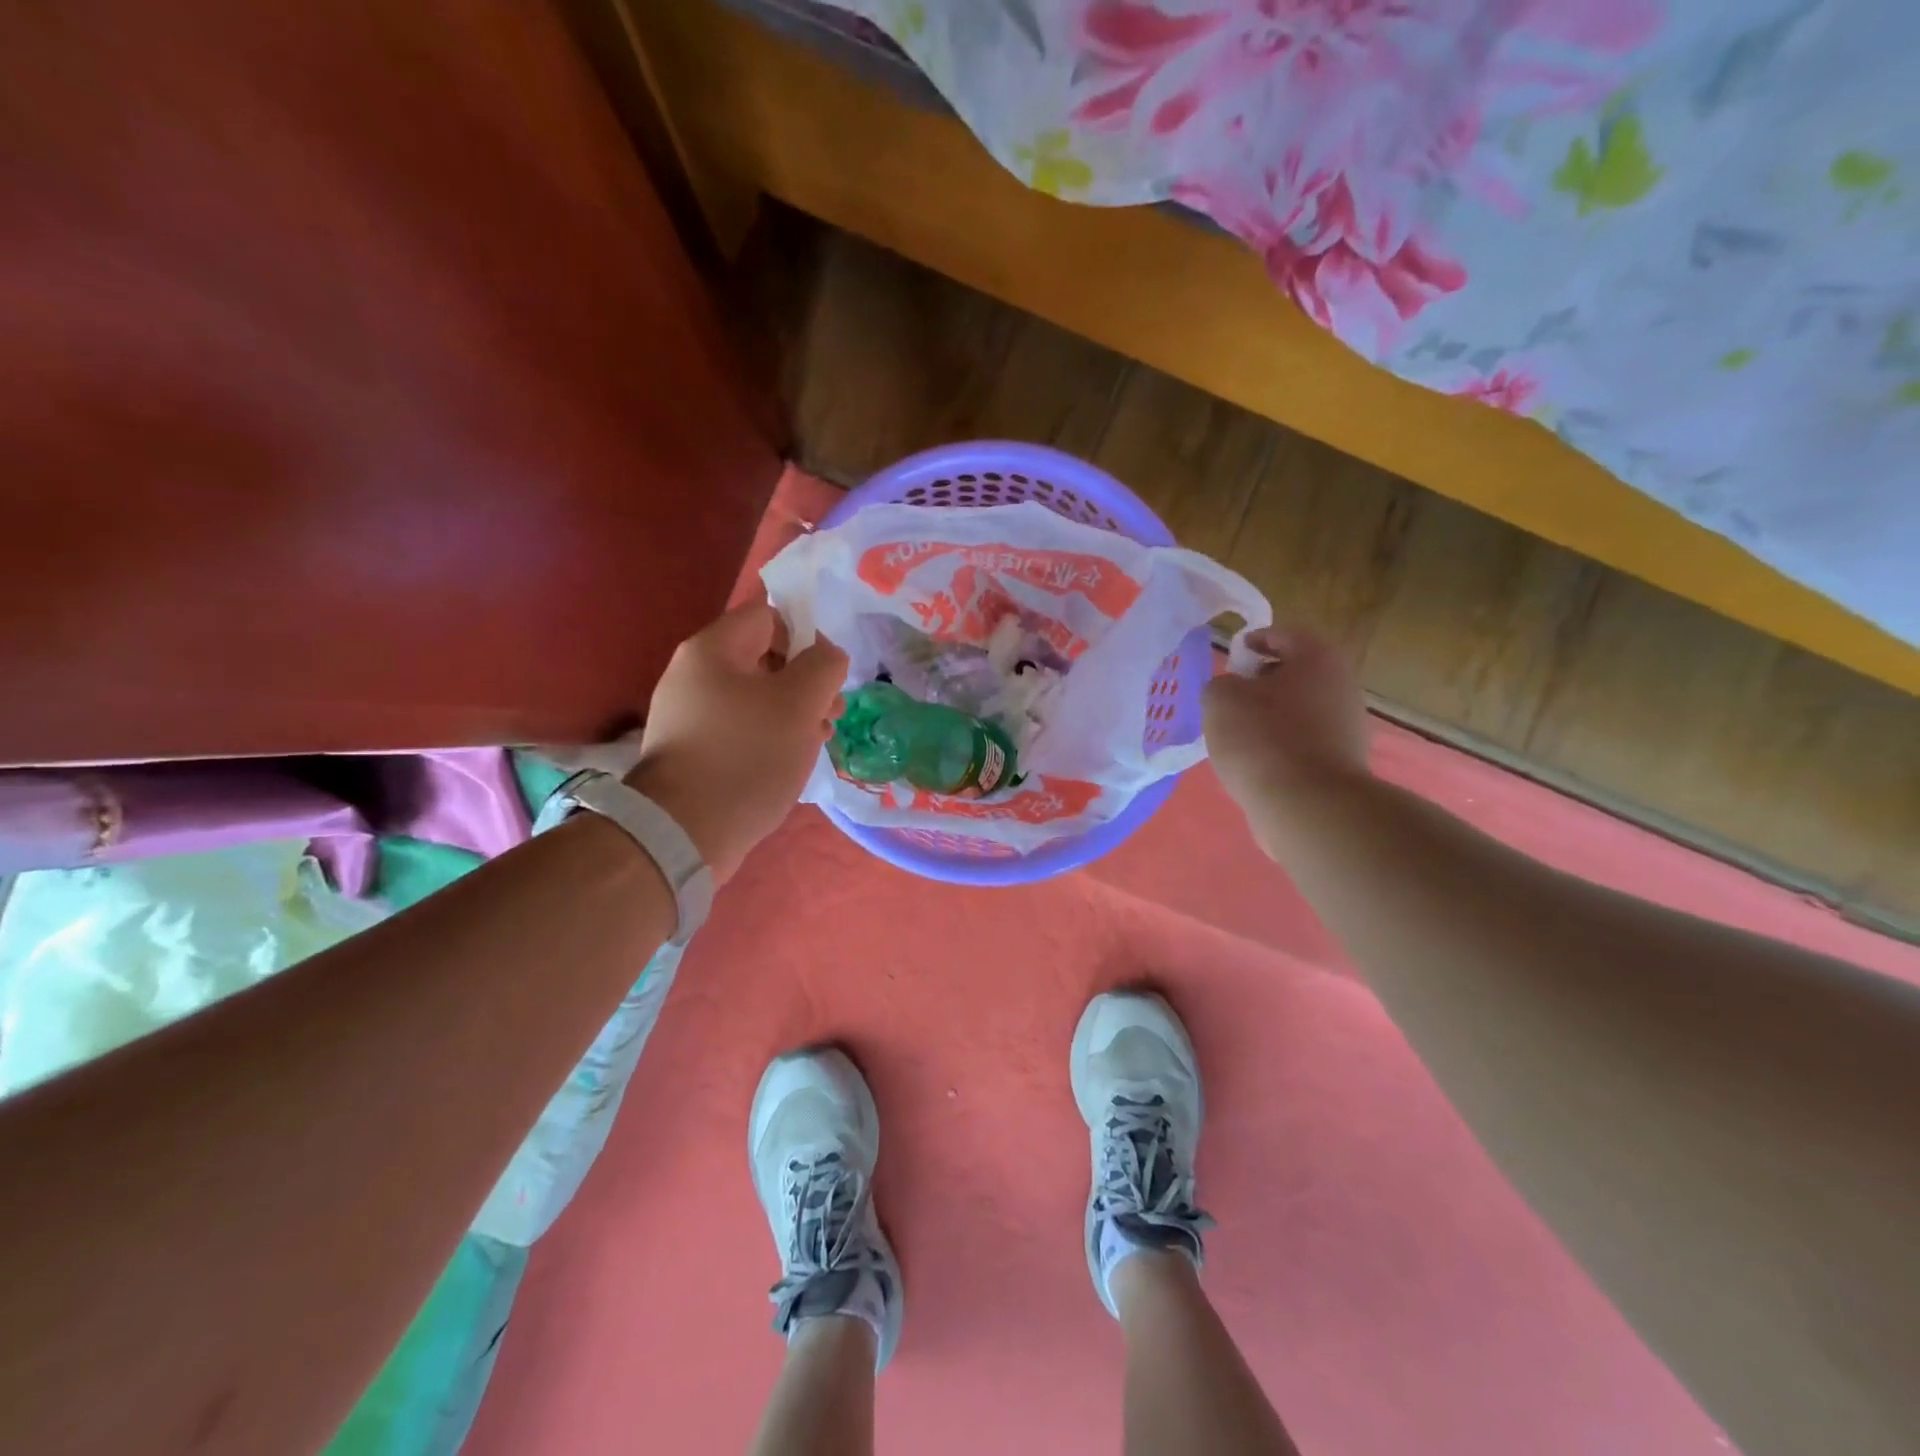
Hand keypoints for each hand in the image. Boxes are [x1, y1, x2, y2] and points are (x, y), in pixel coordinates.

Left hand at [625, 602, 847, 883]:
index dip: (807, 636)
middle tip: (832, 713)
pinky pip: (740, 728)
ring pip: (755, 697)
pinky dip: (769, 736)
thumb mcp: (800, 703)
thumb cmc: (747, 756)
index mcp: (713, 649)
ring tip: (818, 740)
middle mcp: (693, 674)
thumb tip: (827, 655)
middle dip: (806, 681)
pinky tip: (789, 760)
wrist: (684, 831)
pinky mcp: (692, 750)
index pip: (768, 615)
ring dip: (793, 712)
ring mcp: (689, 714)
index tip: (829, 675)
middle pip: (764, 658)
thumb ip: (824, 665)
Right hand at [1203, 627, 1370, 822]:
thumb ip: (1221, 684)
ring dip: (1271, 716)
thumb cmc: (1262, 738)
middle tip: (1231, 698)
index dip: (1254, 641)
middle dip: (1262, 682)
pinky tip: (1257, 764)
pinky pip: (1304, 742)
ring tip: (1238, 736)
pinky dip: (1281, 746)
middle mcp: (1341, 685)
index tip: (1232, 658)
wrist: (1306, 804)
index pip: (1284, 634)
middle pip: (1296, 673)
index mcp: (1317, 657)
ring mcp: (1347, 726)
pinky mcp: (1341, 762)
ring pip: (1300, 709)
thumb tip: (1232, 693)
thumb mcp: (1220, 699)